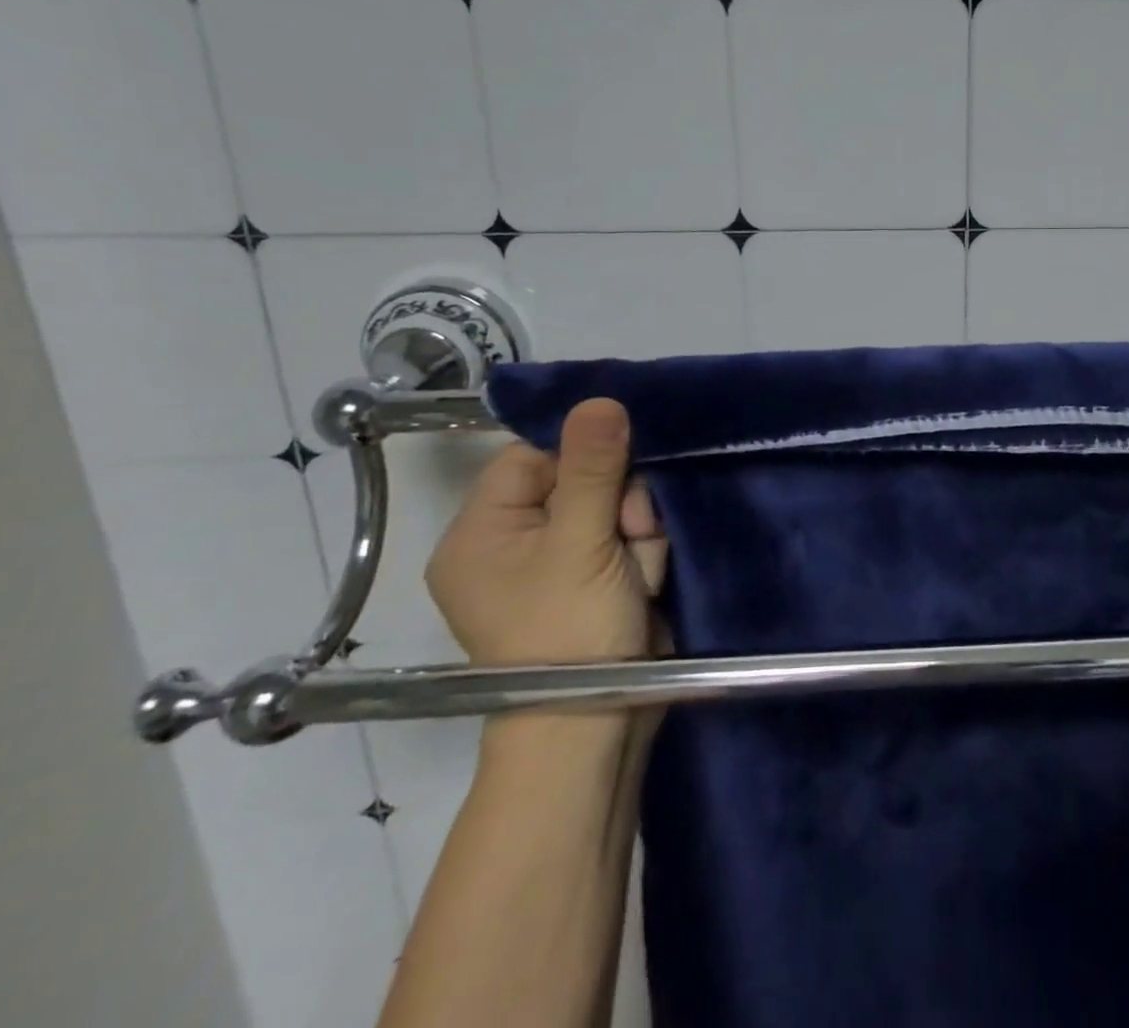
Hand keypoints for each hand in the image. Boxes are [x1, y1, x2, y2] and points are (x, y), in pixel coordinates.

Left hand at [426, 396, 667, 673]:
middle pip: (584, 479)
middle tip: (628, 534)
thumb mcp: (579, 542)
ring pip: (618, 507)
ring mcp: (562, 562)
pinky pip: (630, 538)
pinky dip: (645, 555)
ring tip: (637, 571)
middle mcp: (517, 542)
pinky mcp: (599, 579)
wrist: (597, 730)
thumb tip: (600, 399)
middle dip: (619, 503)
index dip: (582, 453)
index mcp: (484, 531)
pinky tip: (644, 582)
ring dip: (638, 532)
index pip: (534, 455)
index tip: (621, 464)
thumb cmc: (568, 633)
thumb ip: (592, 468)